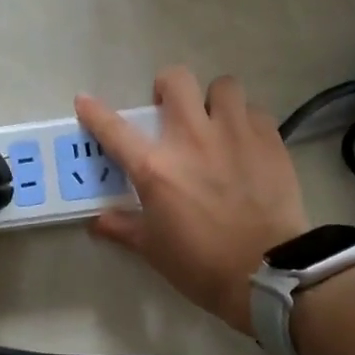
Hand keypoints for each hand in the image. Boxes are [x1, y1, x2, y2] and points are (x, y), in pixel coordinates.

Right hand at [77, 68, 310, 333]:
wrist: (267, 274)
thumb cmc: (201, 265)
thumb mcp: (153, 249)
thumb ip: (123, 227)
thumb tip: (97, 222)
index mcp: (155, 167)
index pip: (114, 129)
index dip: (94, 112)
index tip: (85, 101)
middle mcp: (192, 138)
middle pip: (176, 80)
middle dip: (168, 88)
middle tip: (171, 110)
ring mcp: (234, 134)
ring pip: (223, 86)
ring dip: (214, 100)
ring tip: (216, 122)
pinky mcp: (269, 140)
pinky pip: (255, 112)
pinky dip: (247, 121)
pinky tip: (247, 143)